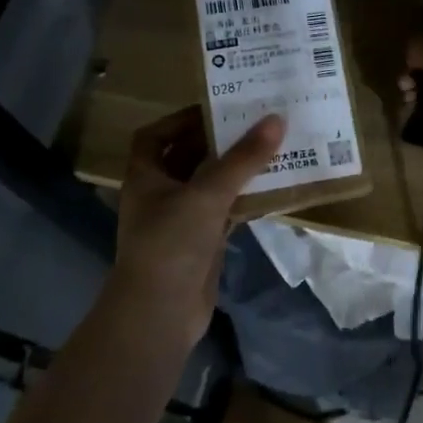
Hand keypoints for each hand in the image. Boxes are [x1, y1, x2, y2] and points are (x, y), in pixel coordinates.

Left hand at [110, 107, 284, 347]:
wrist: (160, 314)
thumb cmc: (171, 243)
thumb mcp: (207, 193)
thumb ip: (243, 158)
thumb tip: (276, 119)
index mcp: (146, 177)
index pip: (154, 137)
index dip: (180, 120)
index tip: (214, 108)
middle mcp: (160, 195)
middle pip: (187, 157)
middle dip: (216, 141)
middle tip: (253, 122)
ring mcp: (180, 221)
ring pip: (210, 185)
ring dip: (235, 170)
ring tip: (270, 148)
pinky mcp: (202, 244)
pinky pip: (225, 211)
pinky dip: (244, 199)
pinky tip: (272, 189)